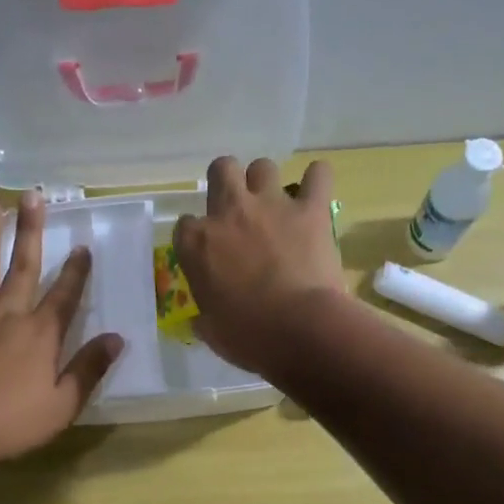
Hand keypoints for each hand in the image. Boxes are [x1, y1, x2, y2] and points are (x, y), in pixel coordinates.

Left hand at [0, 190, 123, 467]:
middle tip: (32, 195)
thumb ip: (88, 369)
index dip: (77, 271)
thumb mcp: (62, 404)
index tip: (84, 245)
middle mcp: (6, 317)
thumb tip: (116, 339)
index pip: (64, 295)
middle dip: (30, 231)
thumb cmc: (9, 422)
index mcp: (39, 334)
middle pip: (22, 267)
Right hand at [171, 156, 348, 374]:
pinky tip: (316, 193)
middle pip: (222, 170)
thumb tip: (203, 322)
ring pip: (263, 166)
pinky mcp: (311, 210)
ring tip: (276, 206)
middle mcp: (229, 213)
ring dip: (267, 182)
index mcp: (197, 244)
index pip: (185, 225)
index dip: (197, 238)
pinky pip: (318, 175)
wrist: (299, 330)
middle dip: (228, 182)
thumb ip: (206, 316)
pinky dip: (317, 180)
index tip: (208, 254)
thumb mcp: (213, 330)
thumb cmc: (248, 337)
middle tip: (238, 210)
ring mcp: (271, 205)